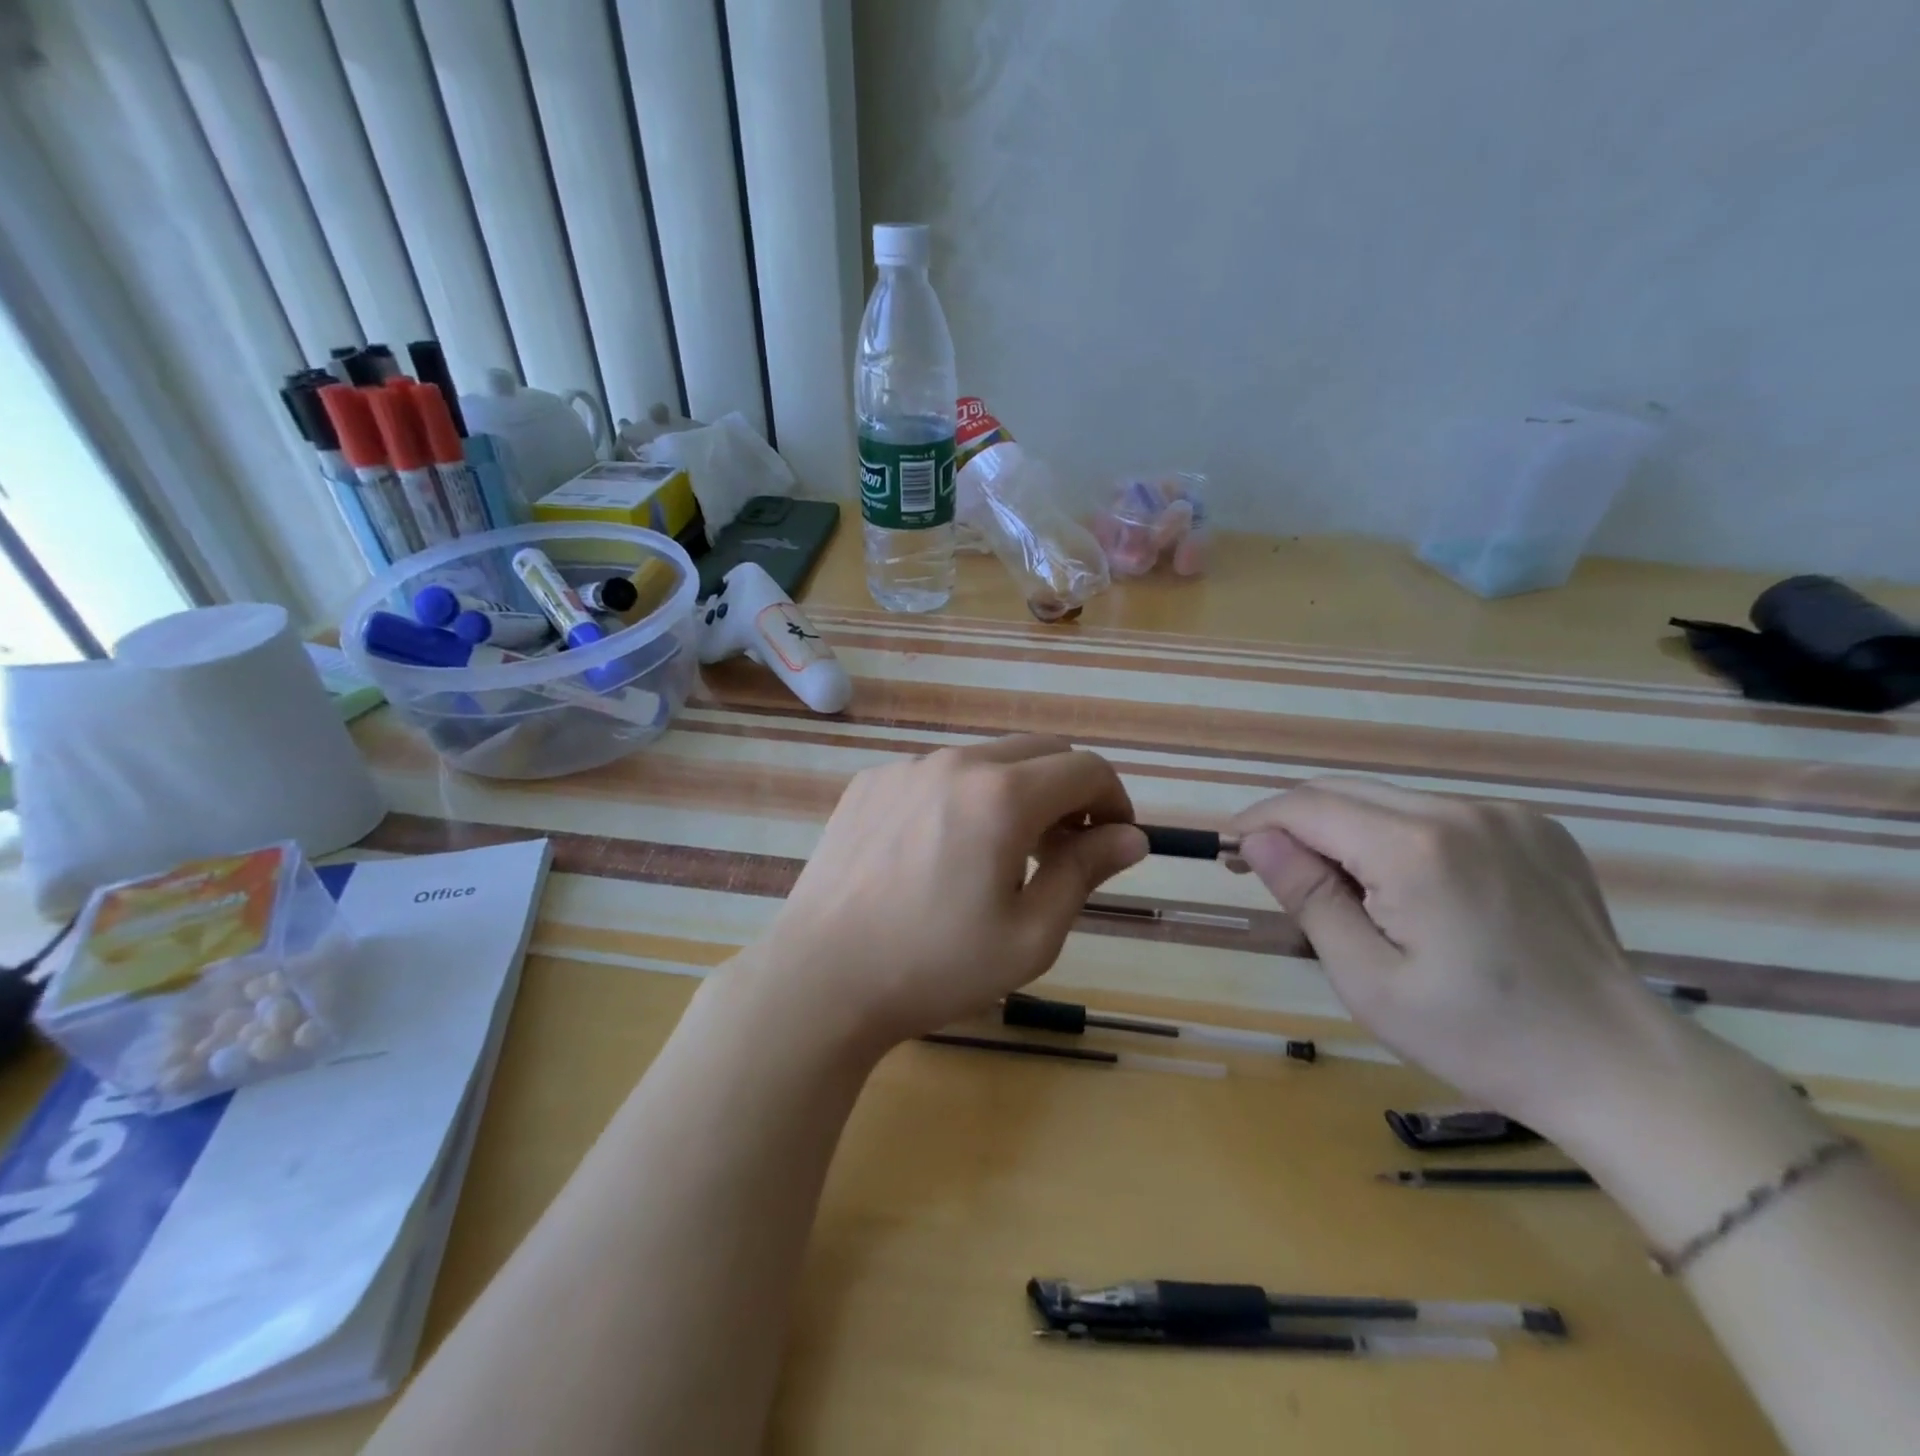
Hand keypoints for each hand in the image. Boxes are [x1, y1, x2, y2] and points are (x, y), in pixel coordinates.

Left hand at [762, 736, 1147, 1051]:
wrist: (822, 978)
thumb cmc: (936, 965)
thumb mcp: (1030, 935)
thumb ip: (1085, 872)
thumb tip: (1131, 837)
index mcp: (1002, 795)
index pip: (1085, 768)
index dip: (1114, 799)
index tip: (1112, 840)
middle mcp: (955, 763)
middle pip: (1040, 751)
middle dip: (1069, 791)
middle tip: (1064, 849)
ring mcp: (905, 767)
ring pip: (986, 759)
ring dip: (1015, 792)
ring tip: (1001, 853)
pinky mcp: (870, 782)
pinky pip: (936, 774)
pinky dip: (963, 796)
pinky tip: (941, 851)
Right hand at [1230, 779, 1681, 1134]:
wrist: (1618, 1066)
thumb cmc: (1477, 1036)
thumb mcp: (1368, 979)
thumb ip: (1309, 896)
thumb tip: (1257, 839)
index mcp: (1417, 849)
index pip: (1307, 806)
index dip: (1258, 821)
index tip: (1229, 851)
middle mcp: (1461, 811)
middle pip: (1344, 792)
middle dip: (1295, 823)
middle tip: (1270, 869)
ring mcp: (1505, 814)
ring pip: (1388, 800)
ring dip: (1346, 830)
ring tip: (1343, 888)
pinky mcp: (1534, 826)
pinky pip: (1437, 814)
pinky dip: (1399, 836)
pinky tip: (1411, 887)